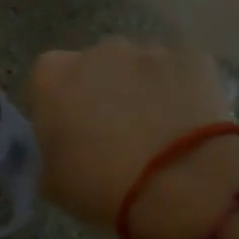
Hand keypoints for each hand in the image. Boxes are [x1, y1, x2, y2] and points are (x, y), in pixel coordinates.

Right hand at [28, 38, 238, 238]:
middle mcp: (97, 52)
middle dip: (98, 91)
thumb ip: (49, 151)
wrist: (187, 186)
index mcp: (52, 78)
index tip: (66, 133)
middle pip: (91, 67)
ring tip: (155, 129)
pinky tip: (186, 123)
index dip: (54, 107)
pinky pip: (178, 72)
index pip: (43, 82)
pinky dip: (178, 90)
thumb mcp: (52, 181)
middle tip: (111, 132)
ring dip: (139, 88)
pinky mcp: (196, 58)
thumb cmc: (104, 186)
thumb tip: (60, 146)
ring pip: (137, 67)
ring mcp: (149, 51)